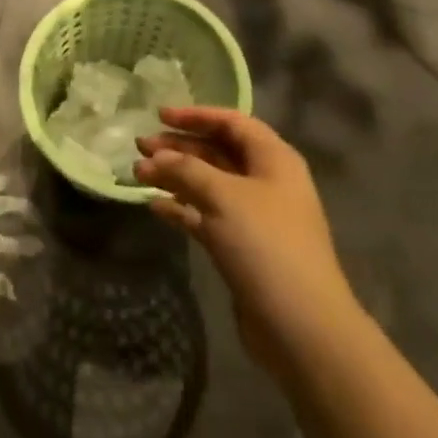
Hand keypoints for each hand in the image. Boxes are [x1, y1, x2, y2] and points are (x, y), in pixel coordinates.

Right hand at [136, 107, 357, 367]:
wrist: (300, 323)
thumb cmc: (265, 244)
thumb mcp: (223, 196)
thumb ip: (186, 169)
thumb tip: (156, 157)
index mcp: (274, 160)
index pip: (233, 123)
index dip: (196, 115)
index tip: (159, 115)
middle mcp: (266, 182)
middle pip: (218, 152)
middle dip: (179, 147)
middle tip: (140, 147)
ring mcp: (254, 216)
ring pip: (208, 184)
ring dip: (174, 176)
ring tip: (138, 174)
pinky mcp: (241, 246)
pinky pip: (206, 215)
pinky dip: (181, 208)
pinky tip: (154, 206)